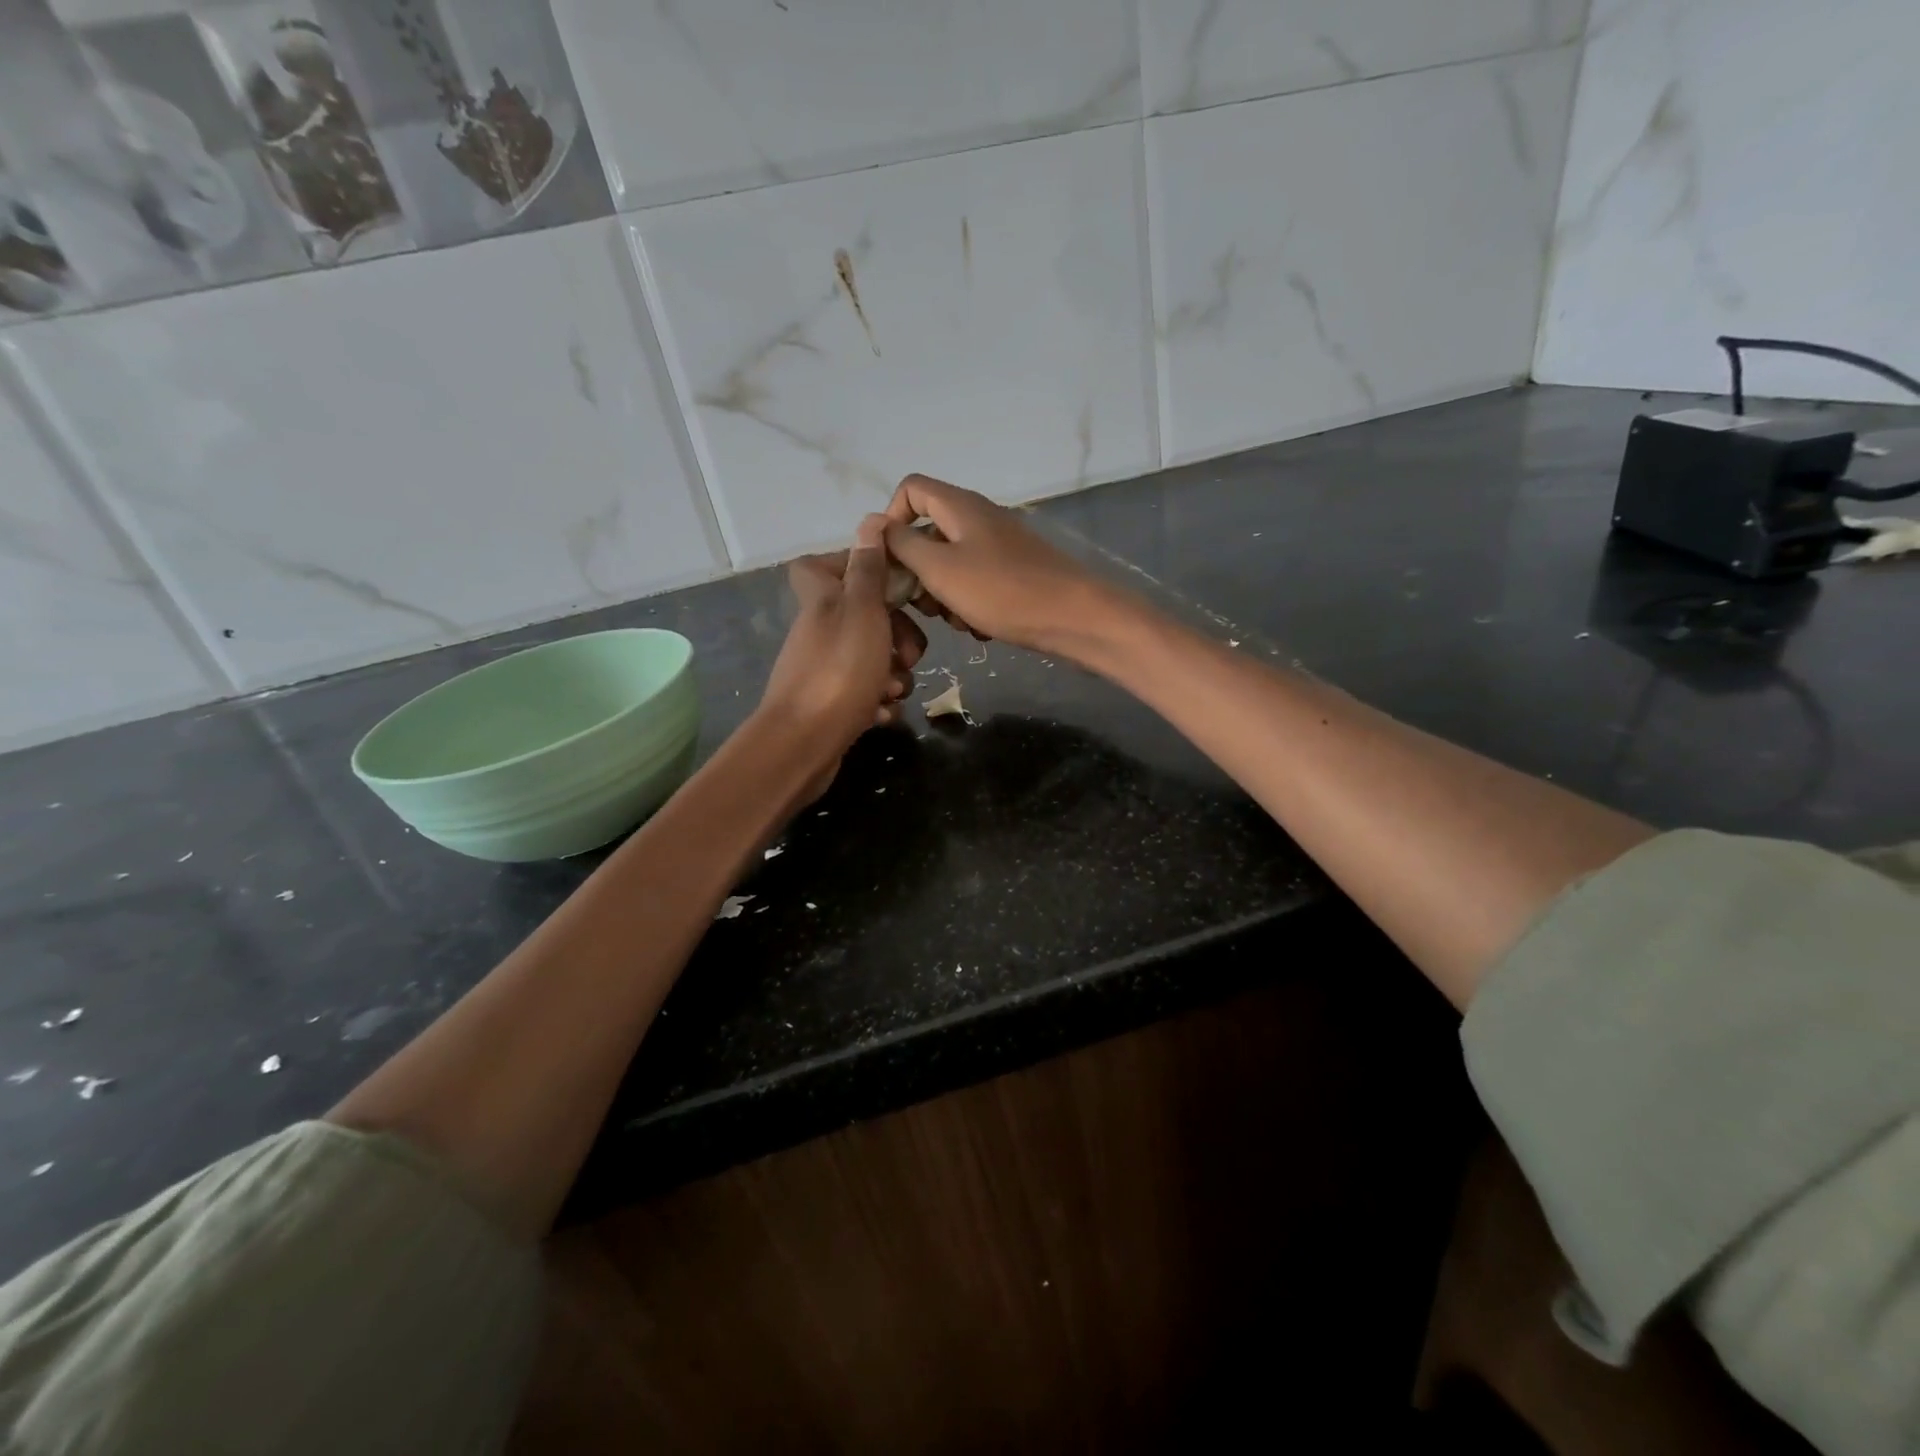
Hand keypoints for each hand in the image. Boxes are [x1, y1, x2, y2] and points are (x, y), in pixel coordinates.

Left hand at [760, 516, 927, 754]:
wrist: (803, 745)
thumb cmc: (839, 671)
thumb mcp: (862, 611)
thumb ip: (868, 568)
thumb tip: (870, 521)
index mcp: (823, 600)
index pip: (824, 564)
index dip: (858, 567)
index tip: (891, 581)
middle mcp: (821, 630)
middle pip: (866, 616)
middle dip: (898, 634)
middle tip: (911, 654)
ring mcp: (825, 669)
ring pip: (873, 658)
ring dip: (894, 674)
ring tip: (895, 690)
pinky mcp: (832, 704)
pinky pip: (866, 695)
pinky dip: (879, 703)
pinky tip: (882, 713)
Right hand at [881, 474, 1125, 655]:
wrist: (1073, 617)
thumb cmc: (1002, 590)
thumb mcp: (940, 568)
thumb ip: (902, 545)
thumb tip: (875, 525)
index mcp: (960, 506)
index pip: (910, 490)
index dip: (891, 520)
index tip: (890, 561)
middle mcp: (979, 518)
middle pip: (928, 531)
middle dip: (916, 569)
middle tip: (920, 603)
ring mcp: (999, 546)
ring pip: (950, 563)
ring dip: (942, 593)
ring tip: (955, 620)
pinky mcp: (1013, 573)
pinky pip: (975, 582)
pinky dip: (969, 602)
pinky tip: (979, 627)